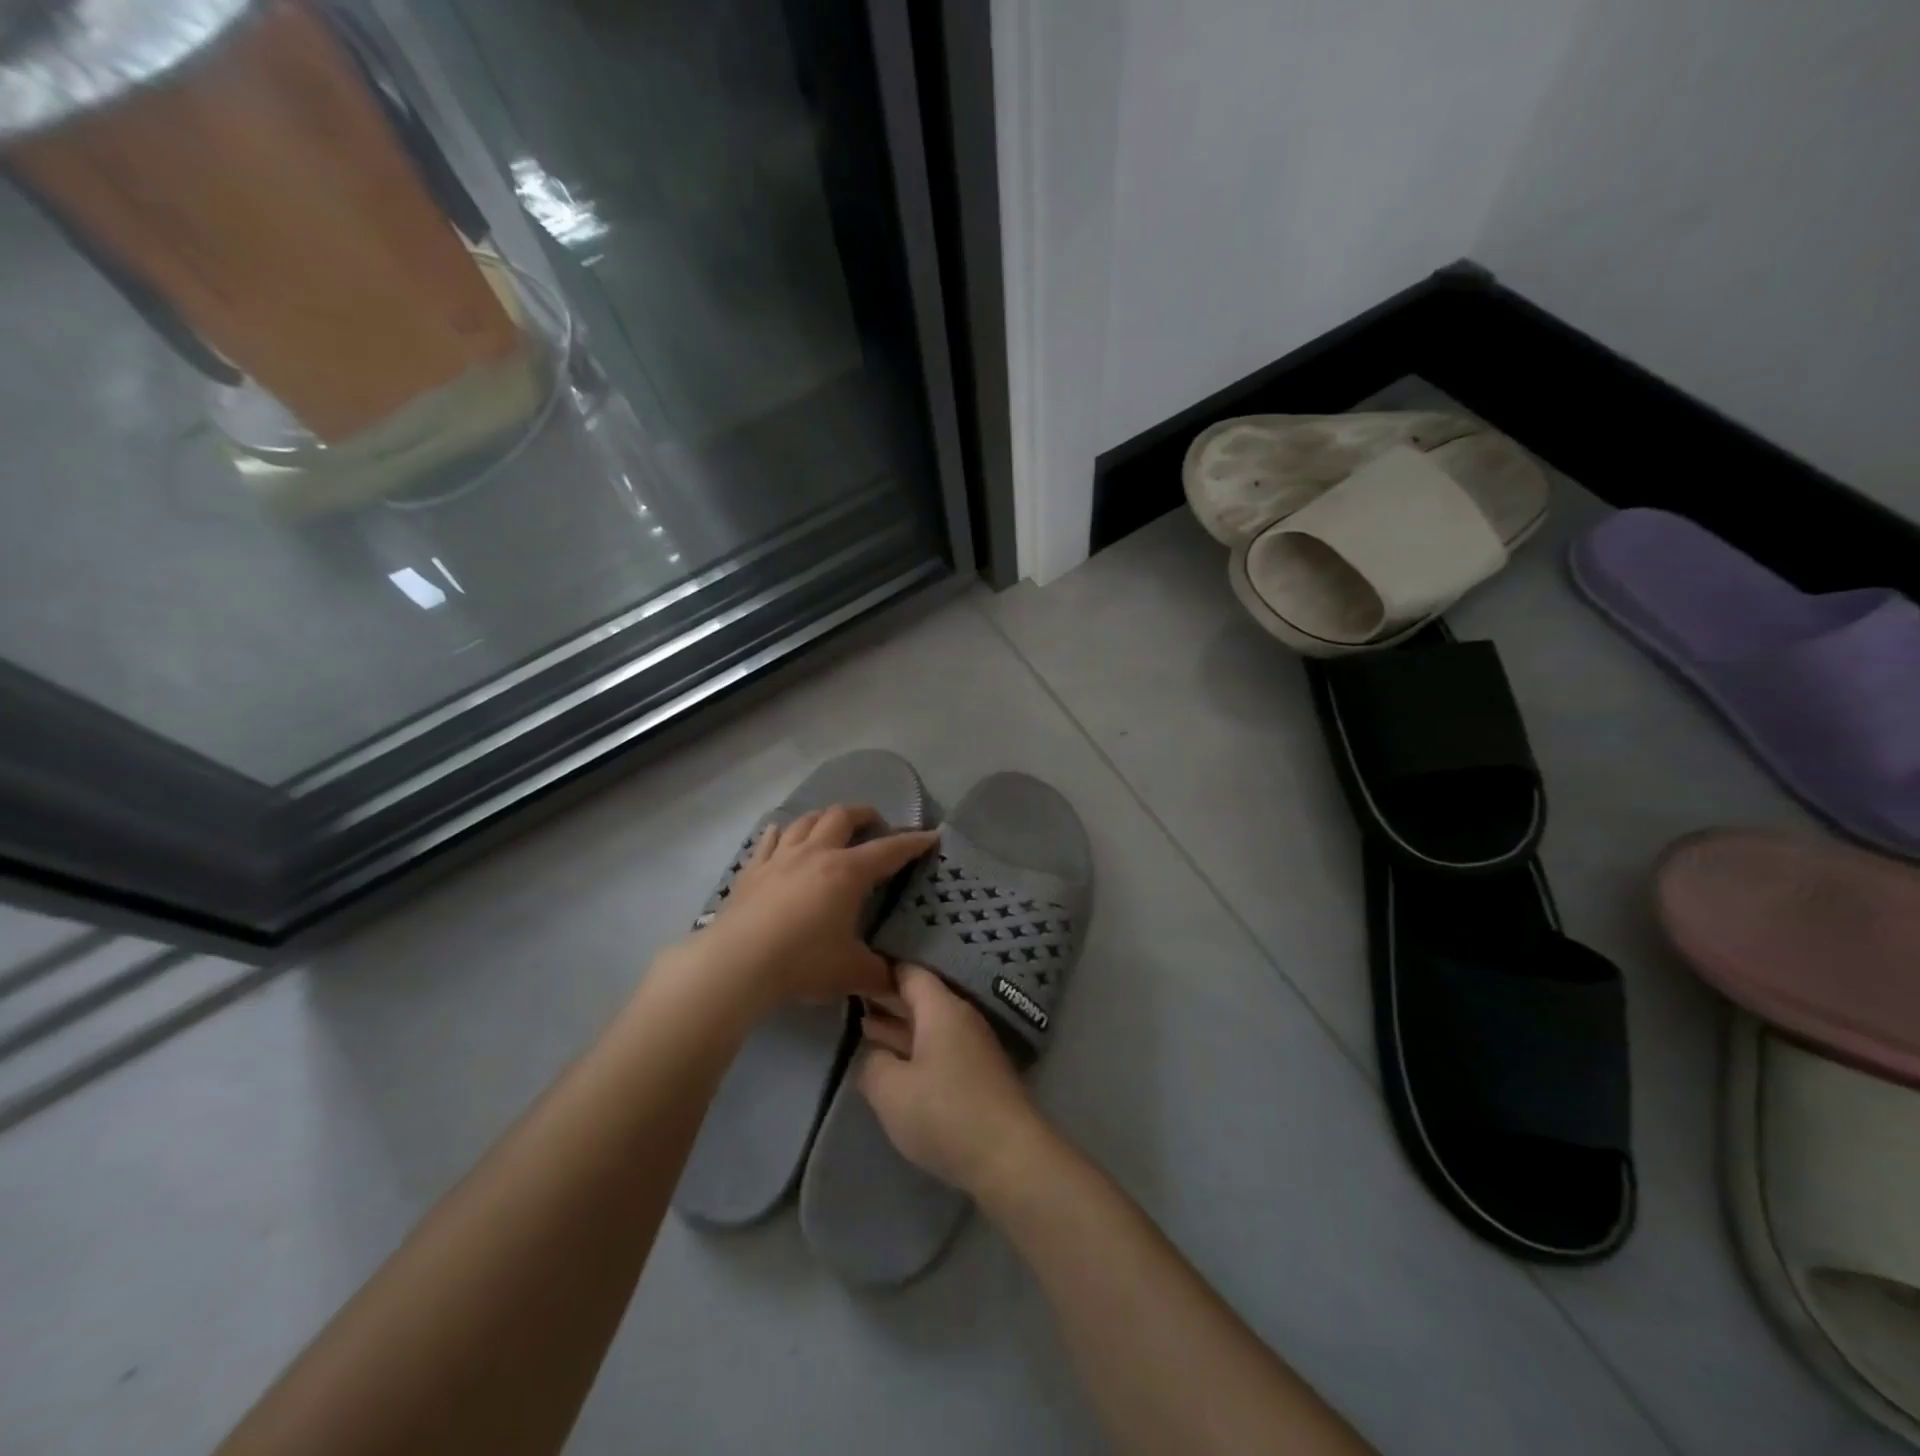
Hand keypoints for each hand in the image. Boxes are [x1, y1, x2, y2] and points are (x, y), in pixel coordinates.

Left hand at [696, 805, 937, 1007]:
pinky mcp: (752, 871)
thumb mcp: (851, 972)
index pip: (889, 850)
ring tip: (832, 826)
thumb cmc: (802, 962)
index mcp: (847, 872)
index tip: (930, 836)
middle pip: (842, 816)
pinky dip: (780, 834)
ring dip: (824, 818)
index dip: (912, 842)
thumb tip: (901, 984)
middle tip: (875, 824)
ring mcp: (780, 858)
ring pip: (806, 821)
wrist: (736, 964)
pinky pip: (769, 841)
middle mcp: (816, 854)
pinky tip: (780, 834)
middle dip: (864, 814)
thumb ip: (880, 975)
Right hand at [857, 965, 1044, 1196]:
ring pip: (929, 1025)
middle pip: (920, 997)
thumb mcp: (891, 1091)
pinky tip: (895, 1064)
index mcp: (941, 1009)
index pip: (909, 973)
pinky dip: (915, 1048)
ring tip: (864, 1030)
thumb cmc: (946, 1114)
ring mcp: (974, 1046)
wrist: (1010, 1157)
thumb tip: (871, 1055)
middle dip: (886, 1000)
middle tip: (850, 1002)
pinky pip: (940, 1047)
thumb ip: (871, 1064)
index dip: (879, 972)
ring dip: (899, 1028)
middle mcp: (961, 1017)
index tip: (851, 976)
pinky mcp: (979, 1074)